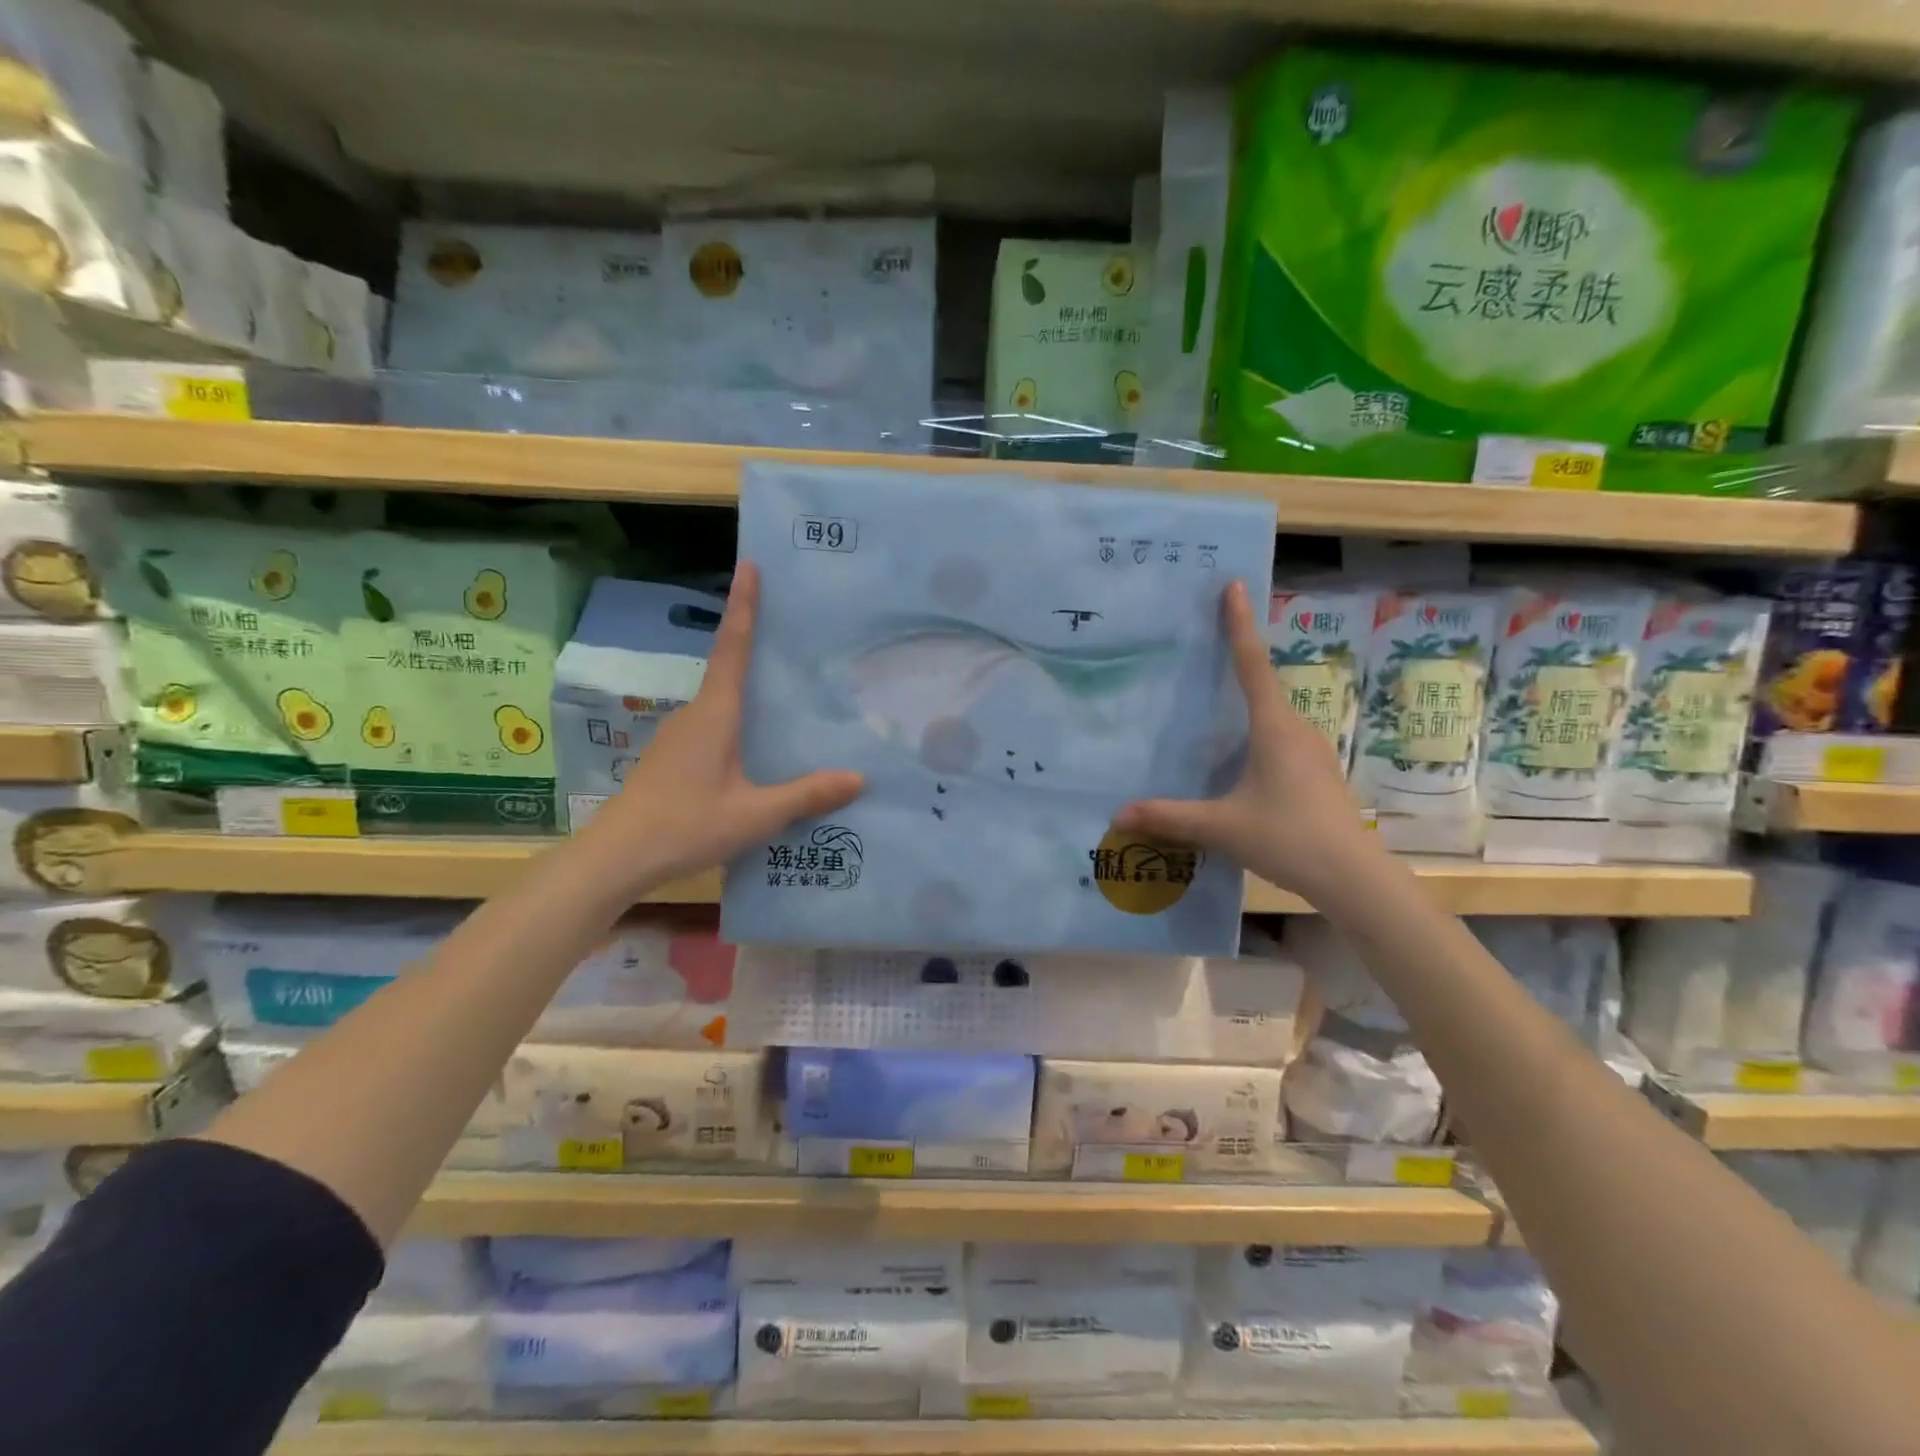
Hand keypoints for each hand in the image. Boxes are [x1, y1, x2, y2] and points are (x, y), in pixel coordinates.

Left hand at [574, 561, 863, 896]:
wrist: (617, 856)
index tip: (750, 566)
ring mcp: (679, 736)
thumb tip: (858, 778)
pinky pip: (714, 725)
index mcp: (716, 713)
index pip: (733, 647)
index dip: (744, 606)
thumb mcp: (755, 814)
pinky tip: (758, 746)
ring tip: (788, 691)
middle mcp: (695, 714)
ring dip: (748, 689)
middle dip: (755, 642)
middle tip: (794, 629)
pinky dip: (738, 719)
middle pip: (728, 667)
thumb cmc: (686, 825)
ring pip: (721, 701)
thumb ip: (806, 795)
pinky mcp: (673, 757)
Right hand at [1112, 579, 1382, 905]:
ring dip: (1247, 706)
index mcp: (1274, 728)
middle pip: (1263, 686)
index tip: (1235, 585)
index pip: (1251, 664)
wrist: (1355, 878)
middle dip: (1238, 662)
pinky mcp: (1316, 776)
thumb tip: (1117, 814)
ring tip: (1215, 707)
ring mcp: (1312, 754)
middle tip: (1207, 645)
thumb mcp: (1221, 827)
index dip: (1240, 624)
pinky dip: (1256, 736)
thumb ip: (1169, 817)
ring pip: (1272, 718)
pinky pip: (1280, 742)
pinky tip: (1238, 762)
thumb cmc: (1289, 837)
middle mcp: (1296, 731)